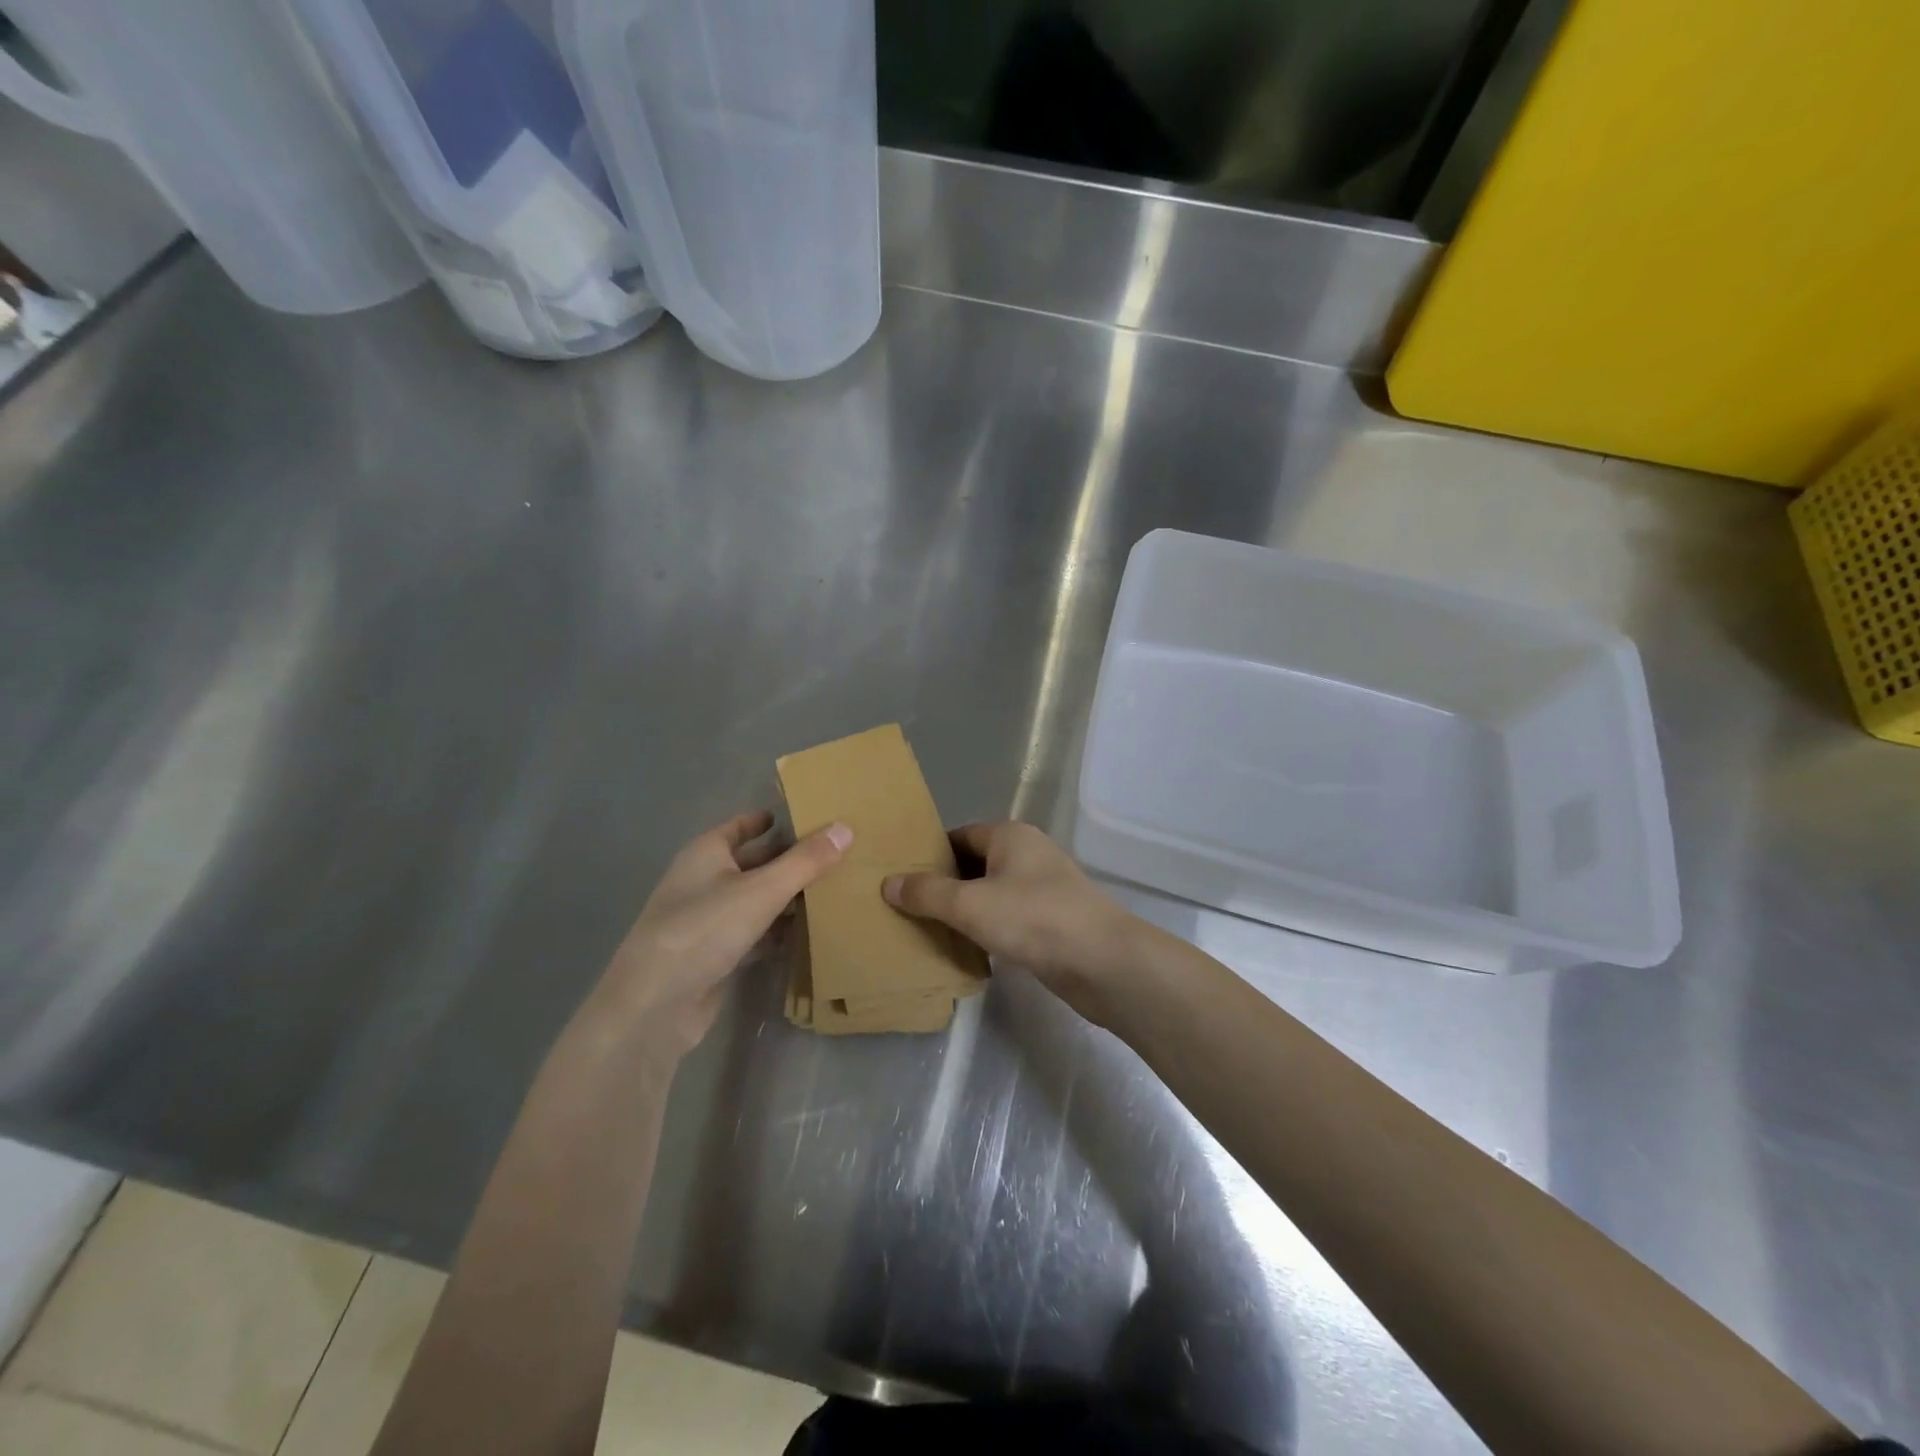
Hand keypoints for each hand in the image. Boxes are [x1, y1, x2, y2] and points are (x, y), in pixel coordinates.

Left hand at [581, 811, 850, 1058]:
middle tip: (833, 856)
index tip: (806, 819)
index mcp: (705, 854)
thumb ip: (805, 861)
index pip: (740, 827)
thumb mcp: (761, 890)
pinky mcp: (714, 957)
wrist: (654, 1006)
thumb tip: (845, 828)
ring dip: (786, 898)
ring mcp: (706, 921)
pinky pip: (753, 934)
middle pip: (752, 863)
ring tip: (831, 892)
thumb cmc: (704, 930)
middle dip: (788, 860)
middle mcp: (703, 882)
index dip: (769, 821)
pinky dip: (776, 931)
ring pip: (754, 901)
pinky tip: (807, 933)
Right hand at [883, 822, 1135, 1023]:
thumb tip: (888, 882)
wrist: (1103, 962)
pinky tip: (968, 950)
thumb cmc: (1034, 919)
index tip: (899, 878)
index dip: (929, 855)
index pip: (959, 836)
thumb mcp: (970, 904)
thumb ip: (927, 893)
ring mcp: (1043, 888)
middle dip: (943, 886)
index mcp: (1009, 836)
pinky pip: (1009, 918)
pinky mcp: (1052, 921)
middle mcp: (1028, 854)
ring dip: (965, 911)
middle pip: (974, 864)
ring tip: (928, 931)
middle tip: (906, 908)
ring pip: (991, 894)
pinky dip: (988, 929)